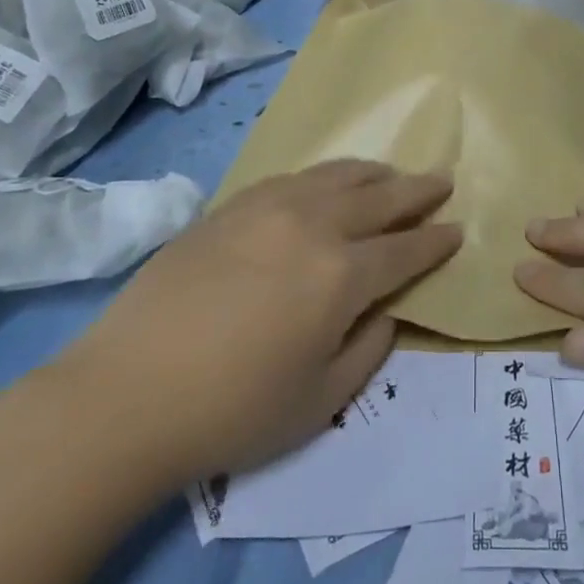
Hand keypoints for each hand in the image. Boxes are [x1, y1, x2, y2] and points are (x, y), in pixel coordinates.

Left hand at [43, 160, 459, 490]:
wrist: (126, 395)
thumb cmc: (233, 410)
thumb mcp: (321, 401)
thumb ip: (368, 349)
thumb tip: (386, 311)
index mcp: (342, 275)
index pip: (405, 250)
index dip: (436, 241)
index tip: (457, 230)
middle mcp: (313, 226)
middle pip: (379, 197)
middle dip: (417, 190)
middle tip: (442, 181)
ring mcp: (268, 208)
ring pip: (336, 175)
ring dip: (373, 173)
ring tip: (391, 174)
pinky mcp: (230, 207)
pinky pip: (292, 177)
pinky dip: (323, 176)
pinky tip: (326, 184)